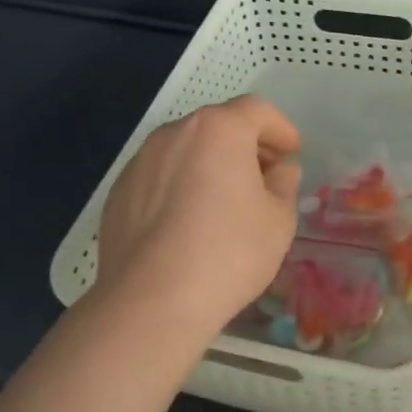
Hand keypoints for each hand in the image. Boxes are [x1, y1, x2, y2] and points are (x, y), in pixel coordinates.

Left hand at [95, 96, 302, 341]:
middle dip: (246, 145)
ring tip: (225, 202)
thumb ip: (284, 184)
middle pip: (218, 126)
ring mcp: (141, 161)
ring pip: (186, 150)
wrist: (152, 301)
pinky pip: (160, 177)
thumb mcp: (278, 220)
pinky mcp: (119, 191)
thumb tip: (279, 170)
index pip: (257, 110)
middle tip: (264, 177)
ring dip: (210, 164)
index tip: (292, 153)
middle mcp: (175, 133)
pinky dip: (180, 186)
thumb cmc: (229, 253)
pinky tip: (187, 224)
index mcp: (219, 129)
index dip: (280, 128)